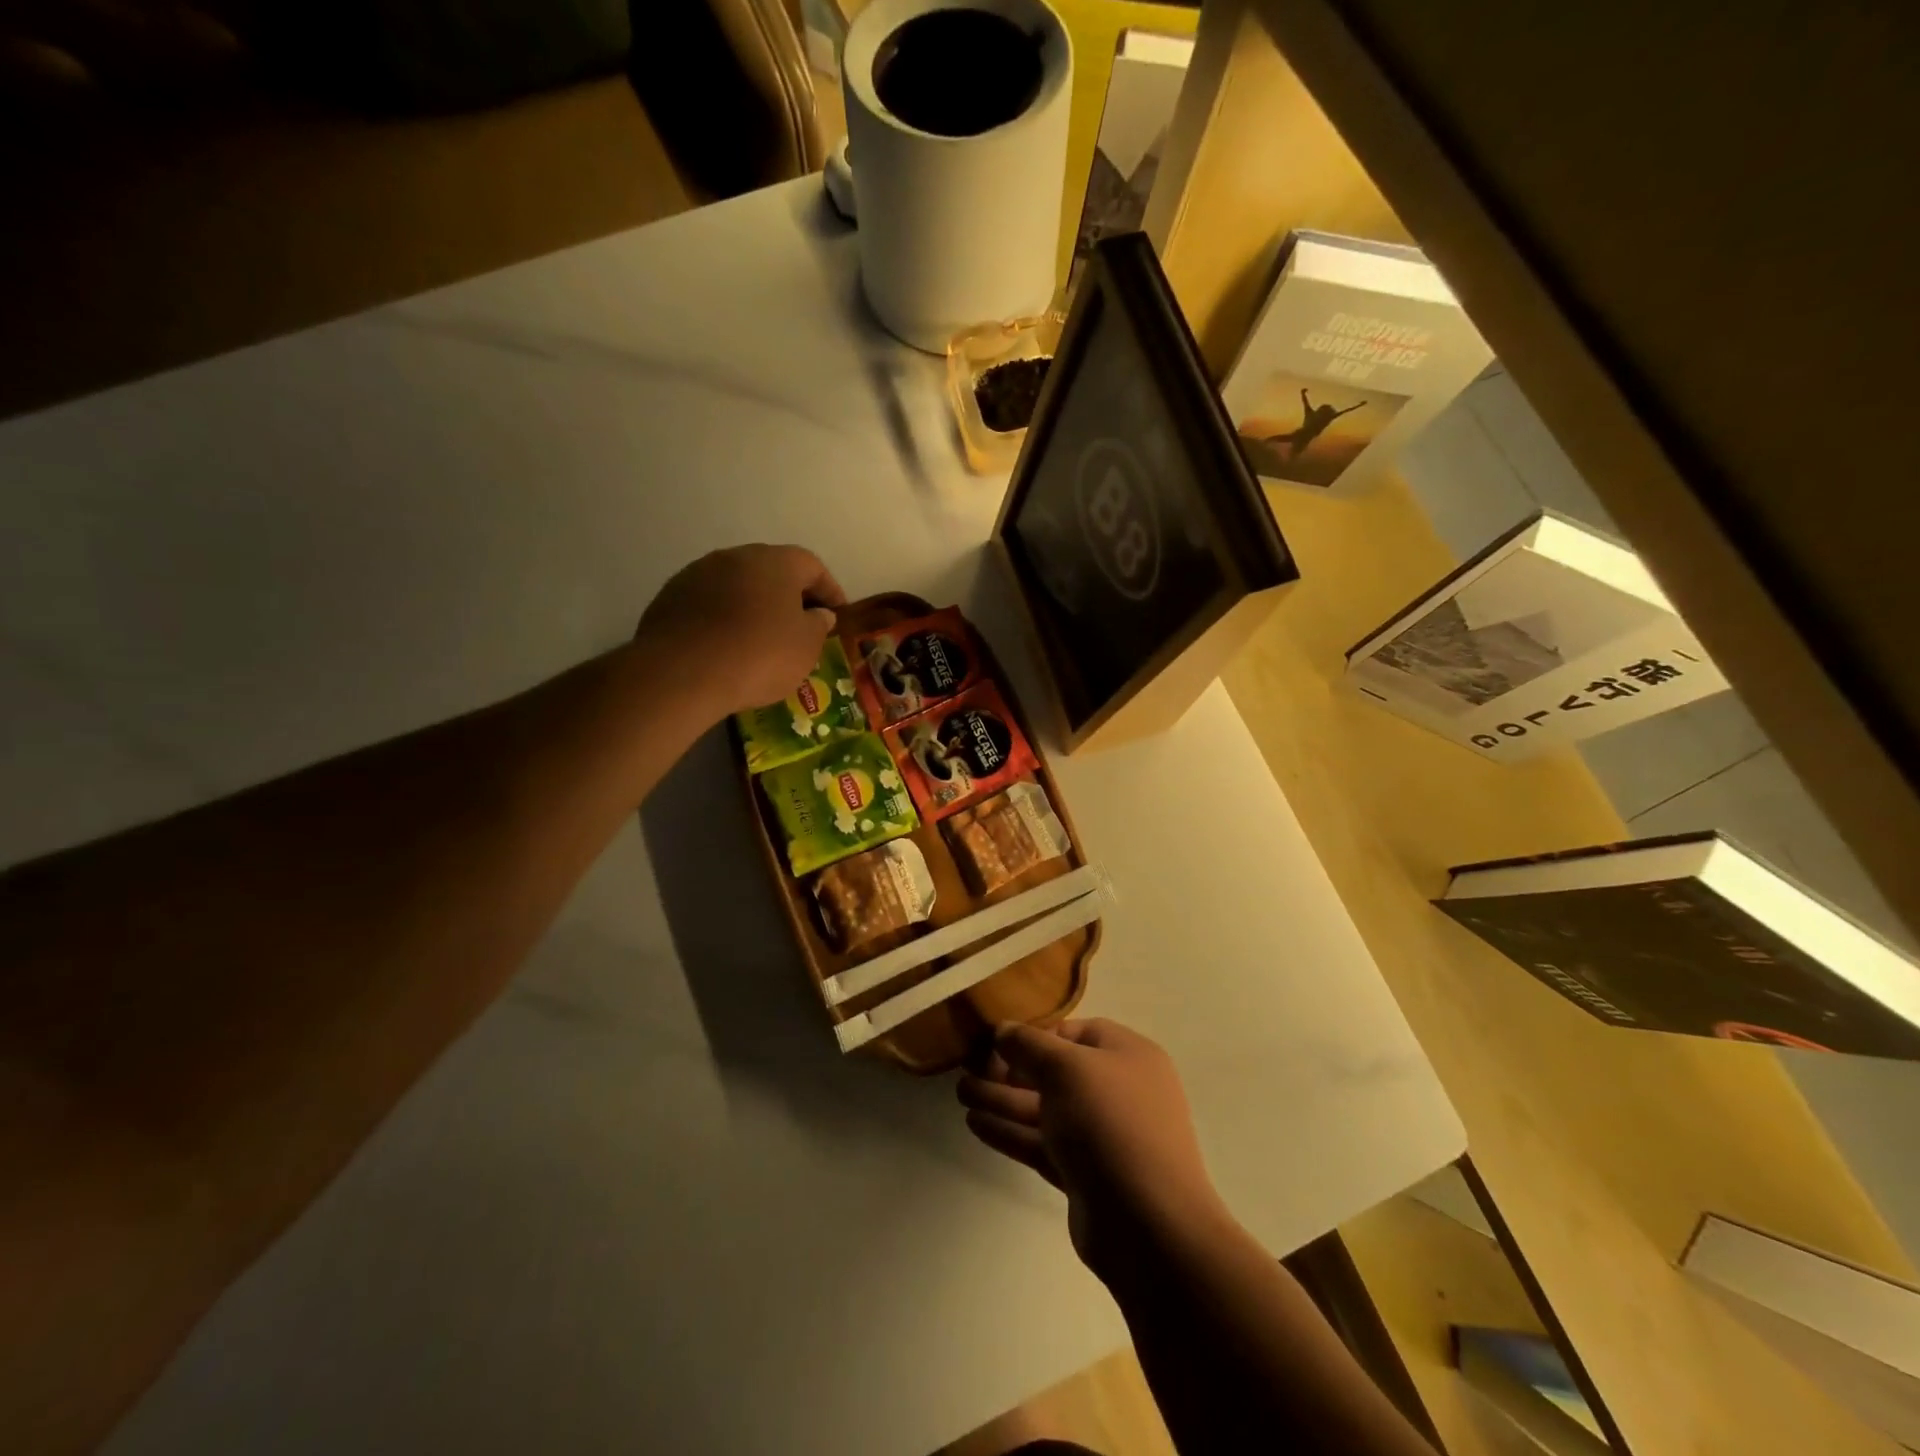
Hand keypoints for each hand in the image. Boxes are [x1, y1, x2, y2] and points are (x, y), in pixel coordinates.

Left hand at [637, 544, 845, 718]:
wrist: (682, 673)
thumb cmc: (759, 655)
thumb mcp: (806, 647)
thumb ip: (818, 625)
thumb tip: (818, 614)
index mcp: (776, 561)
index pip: (813, 566)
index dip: (829, 590)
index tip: (837, 615)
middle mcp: (736, 556)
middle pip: (772, 571)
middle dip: (789, 596)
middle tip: (801, 625)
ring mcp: (698, 573)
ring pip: (738, 585)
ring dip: (754, 605)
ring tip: (763, 638)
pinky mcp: (671, 597)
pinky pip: (710, 603)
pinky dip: (724, 618)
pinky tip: (728, 646)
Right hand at [958, 1018, 1229, 1279]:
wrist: (1149, 1226)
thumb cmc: (1110, 1125)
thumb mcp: (1065, 1068)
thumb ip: (1029, 1044)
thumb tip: (1004, 1030)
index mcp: (1128, 1055)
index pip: (1076, 1033)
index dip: (1037, 1034)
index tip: (998, 1041)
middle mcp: (1119, 1091)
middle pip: (1056, 1073)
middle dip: (1010, 1070)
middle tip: (968, 1069)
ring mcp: (1104, 1137)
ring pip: (1046, 1110)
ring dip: (1003, 1100)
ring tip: (961, 1094)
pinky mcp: (1086, 1176)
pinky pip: (1043, 1144)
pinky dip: (1012, 1132)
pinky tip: (975, 1124)